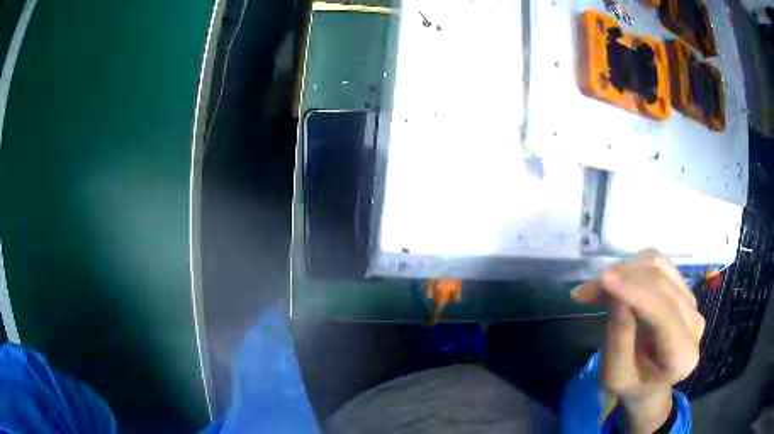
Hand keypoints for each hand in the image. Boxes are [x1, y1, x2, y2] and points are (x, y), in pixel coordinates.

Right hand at [571, 249, 705, 433]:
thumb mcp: (615, 376)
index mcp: (681, 356)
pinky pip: (661, 264)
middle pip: (662, 284)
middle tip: (587, 290)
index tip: (603, 279)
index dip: (636, 292)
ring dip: (627, 269)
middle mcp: (694, 324)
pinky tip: (619, 279)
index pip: (664, 314)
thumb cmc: (630, 383)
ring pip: (662, 267)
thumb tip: (616, 295)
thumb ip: (619, 339)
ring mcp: (692, 302)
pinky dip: (635, 265)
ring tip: (600, 285)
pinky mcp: (685, 288)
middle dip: (624, 278)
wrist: (649, 380)